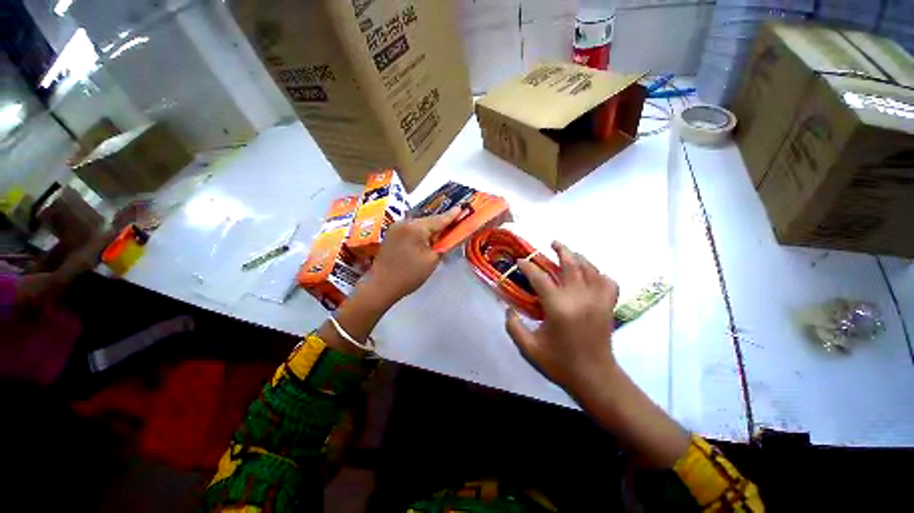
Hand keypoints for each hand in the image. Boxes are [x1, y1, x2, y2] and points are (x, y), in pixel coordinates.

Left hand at [356, 207, 460, 308]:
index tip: (461, 207)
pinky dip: (420, 232)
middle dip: (441, 223)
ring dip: (430, 228)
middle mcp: (404, 222)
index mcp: (415, 227)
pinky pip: (411, 229)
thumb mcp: (432, 260)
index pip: (438, 220)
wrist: (381, 286)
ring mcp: (396, 227)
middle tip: (454, 223)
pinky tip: (426, 238)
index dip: (452, 215)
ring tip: (442, 231)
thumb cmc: (410, 275)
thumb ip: (445, 245)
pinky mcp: (391, 234)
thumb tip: (454, 236)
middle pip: (428, 221)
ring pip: (419, 225)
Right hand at [505, 241, 619, 395]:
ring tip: (570, 252)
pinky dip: (599, 273)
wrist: (595, 378)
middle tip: (552, 243)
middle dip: (561, 250)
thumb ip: (513, 326)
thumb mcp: (529, 348)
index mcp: (558, 307)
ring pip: (590, 268)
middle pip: (571, 264)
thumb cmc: (560, 363)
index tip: (520, 261)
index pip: (539, 278)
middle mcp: (579, 297)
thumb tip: (508, 309)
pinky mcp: (608, 306)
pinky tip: (591, 274)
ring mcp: (597, 300)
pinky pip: (608, 281)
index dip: (528, 267)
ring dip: (579, 257)